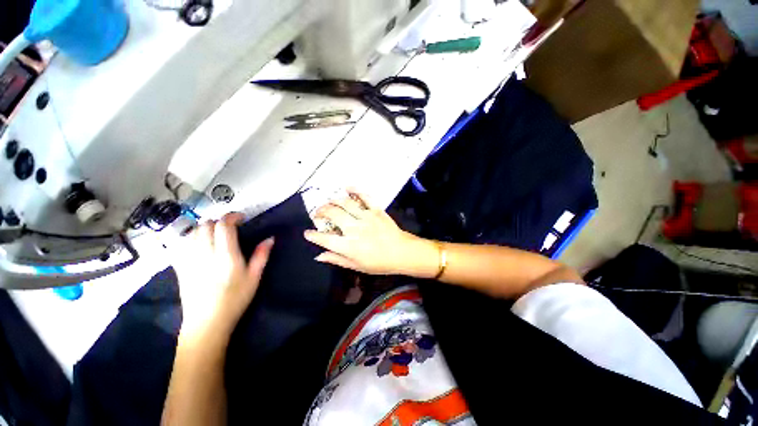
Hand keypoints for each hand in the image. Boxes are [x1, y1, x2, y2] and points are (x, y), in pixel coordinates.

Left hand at [171, 213, 273, 343]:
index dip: (232, 216)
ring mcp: (189, 260)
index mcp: (226, 256)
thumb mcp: (255, 277)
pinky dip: (192, 238)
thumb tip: (270, 238)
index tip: (241, 218)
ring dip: (205, 228)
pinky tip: (199, 245)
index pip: (223, 226)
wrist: (207, 322)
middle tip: (230, 228)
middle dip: (219, 221)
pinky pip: (182, 245)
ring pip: (192, 232)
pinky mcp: (180, 267)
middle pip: (206, 225)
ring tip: (216, 235)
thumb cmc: (235, 299)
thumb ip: (261, 255)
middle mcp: (205, 254)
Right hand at [304, 191, 437, 276]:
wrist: (402, 252)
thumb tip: (319, 255)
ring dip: (333, 200)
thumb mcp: (357, 266)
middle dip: (320, 212)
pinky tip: (347, 187)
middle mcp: (354, 229)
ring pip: (345, 203)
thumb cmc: (380, 263)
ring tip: (328, 202)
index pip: (324, 238)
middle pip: (332, 214)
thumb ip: (337, 259)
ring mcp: (366, 217)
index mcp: (349, 246)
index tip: (307, 232)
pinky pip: (364, 196)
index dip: (312, 235)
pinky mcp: (376, 210)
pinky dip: (355, 189)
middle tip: (318, 214)